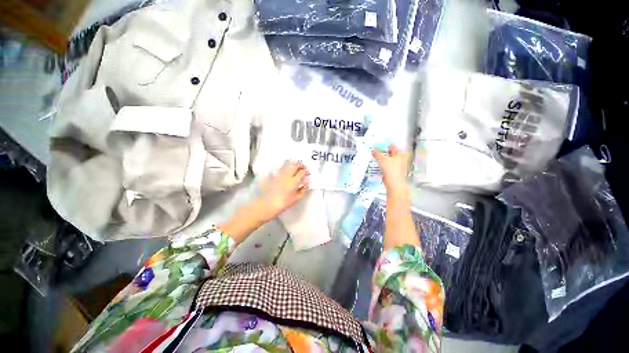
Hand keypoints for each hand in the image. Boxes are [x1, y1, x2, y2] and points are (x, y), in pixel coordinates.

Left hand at [254, 161, 309, 221]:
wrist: (265, 205)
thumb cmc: (282, 204)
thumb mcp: (296, 199)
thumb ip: (303, 190)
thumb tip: (306, 183)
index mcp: (293, 182)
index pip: (302, 172)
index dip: (306, 171)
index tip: (307, 172)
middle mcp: (286, 176)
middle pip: (295, 165)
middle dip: (300, 165)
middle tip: (302, 168)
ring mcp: (279, 174)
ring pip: (288, 164)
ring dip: (293, 165)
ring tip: (296, 168)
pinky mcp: (273, 175)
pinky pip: (281, 168)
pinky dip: (286, 167)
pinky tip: (287, 171)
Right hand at [372, 145, 409, 195]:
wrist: (394, 183)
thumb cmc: (392, 170)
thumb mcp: (382, 159)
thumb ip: (377, 153)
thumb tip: (373, 149)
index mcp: (401, 154)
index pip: (392, 146)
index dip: (385, 145)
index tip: (378, 144)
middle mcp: (401, 159)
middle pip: (390, 153)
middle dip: (383, 152)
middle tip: (376, 150)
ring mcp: (398, 166)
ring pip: (388, 160)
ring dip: (382, 159)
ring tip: (376, 157)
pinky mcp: (394, 172)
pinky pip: (387, 166)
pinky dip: (383, 165)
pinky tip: (379, 165)